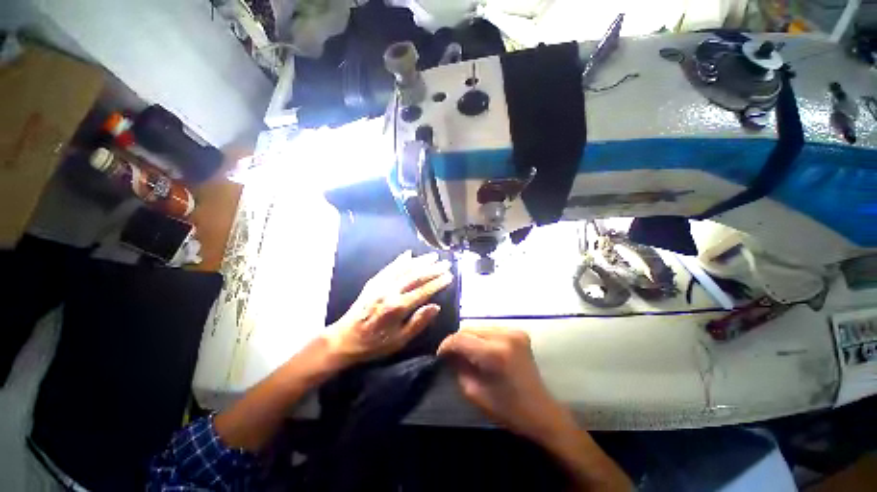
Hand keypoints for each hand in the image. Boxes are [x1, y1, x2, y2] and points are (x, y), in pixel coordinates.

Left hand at [325, 251, 452, 366]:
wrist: (344, 339)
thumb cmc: (374, 344)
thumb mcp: (399, 340)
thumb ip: (418, 322)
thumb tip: (436, 306)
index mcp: (397, 307)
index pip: (423, 291)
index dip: (437, 283)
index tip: (449, 276)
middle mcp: (389, 292)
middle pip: (415, 276)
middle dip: (432, 268)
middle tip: (446, 262)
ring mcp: (380, 285)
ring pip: (403, 269)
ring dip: (419, 261)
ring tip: (432, 256)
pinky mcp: (373, 282)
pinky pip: (389, 268)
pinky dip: (400, 260)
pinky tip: (408, 254)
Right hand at [437, 326, 570, 442]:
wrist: (541, 411)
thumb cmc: (508, 409)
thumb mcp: (474, 392)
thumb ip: (458, 368)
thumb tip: (448, 354)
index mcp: (495, 354)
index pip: (461, 339)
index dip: (446, 345)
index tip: (439, 355)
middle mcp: (505, 336)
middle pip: (469, 328)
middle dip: (457, 340)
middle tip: (451, 354)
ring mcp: (514, 331)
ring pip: (479, 326)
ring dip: (469, 337)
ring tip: (466, 352)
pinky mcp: (518, 332)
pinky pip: (490, 328)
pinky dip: (481, 337)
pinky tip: (481, 350)